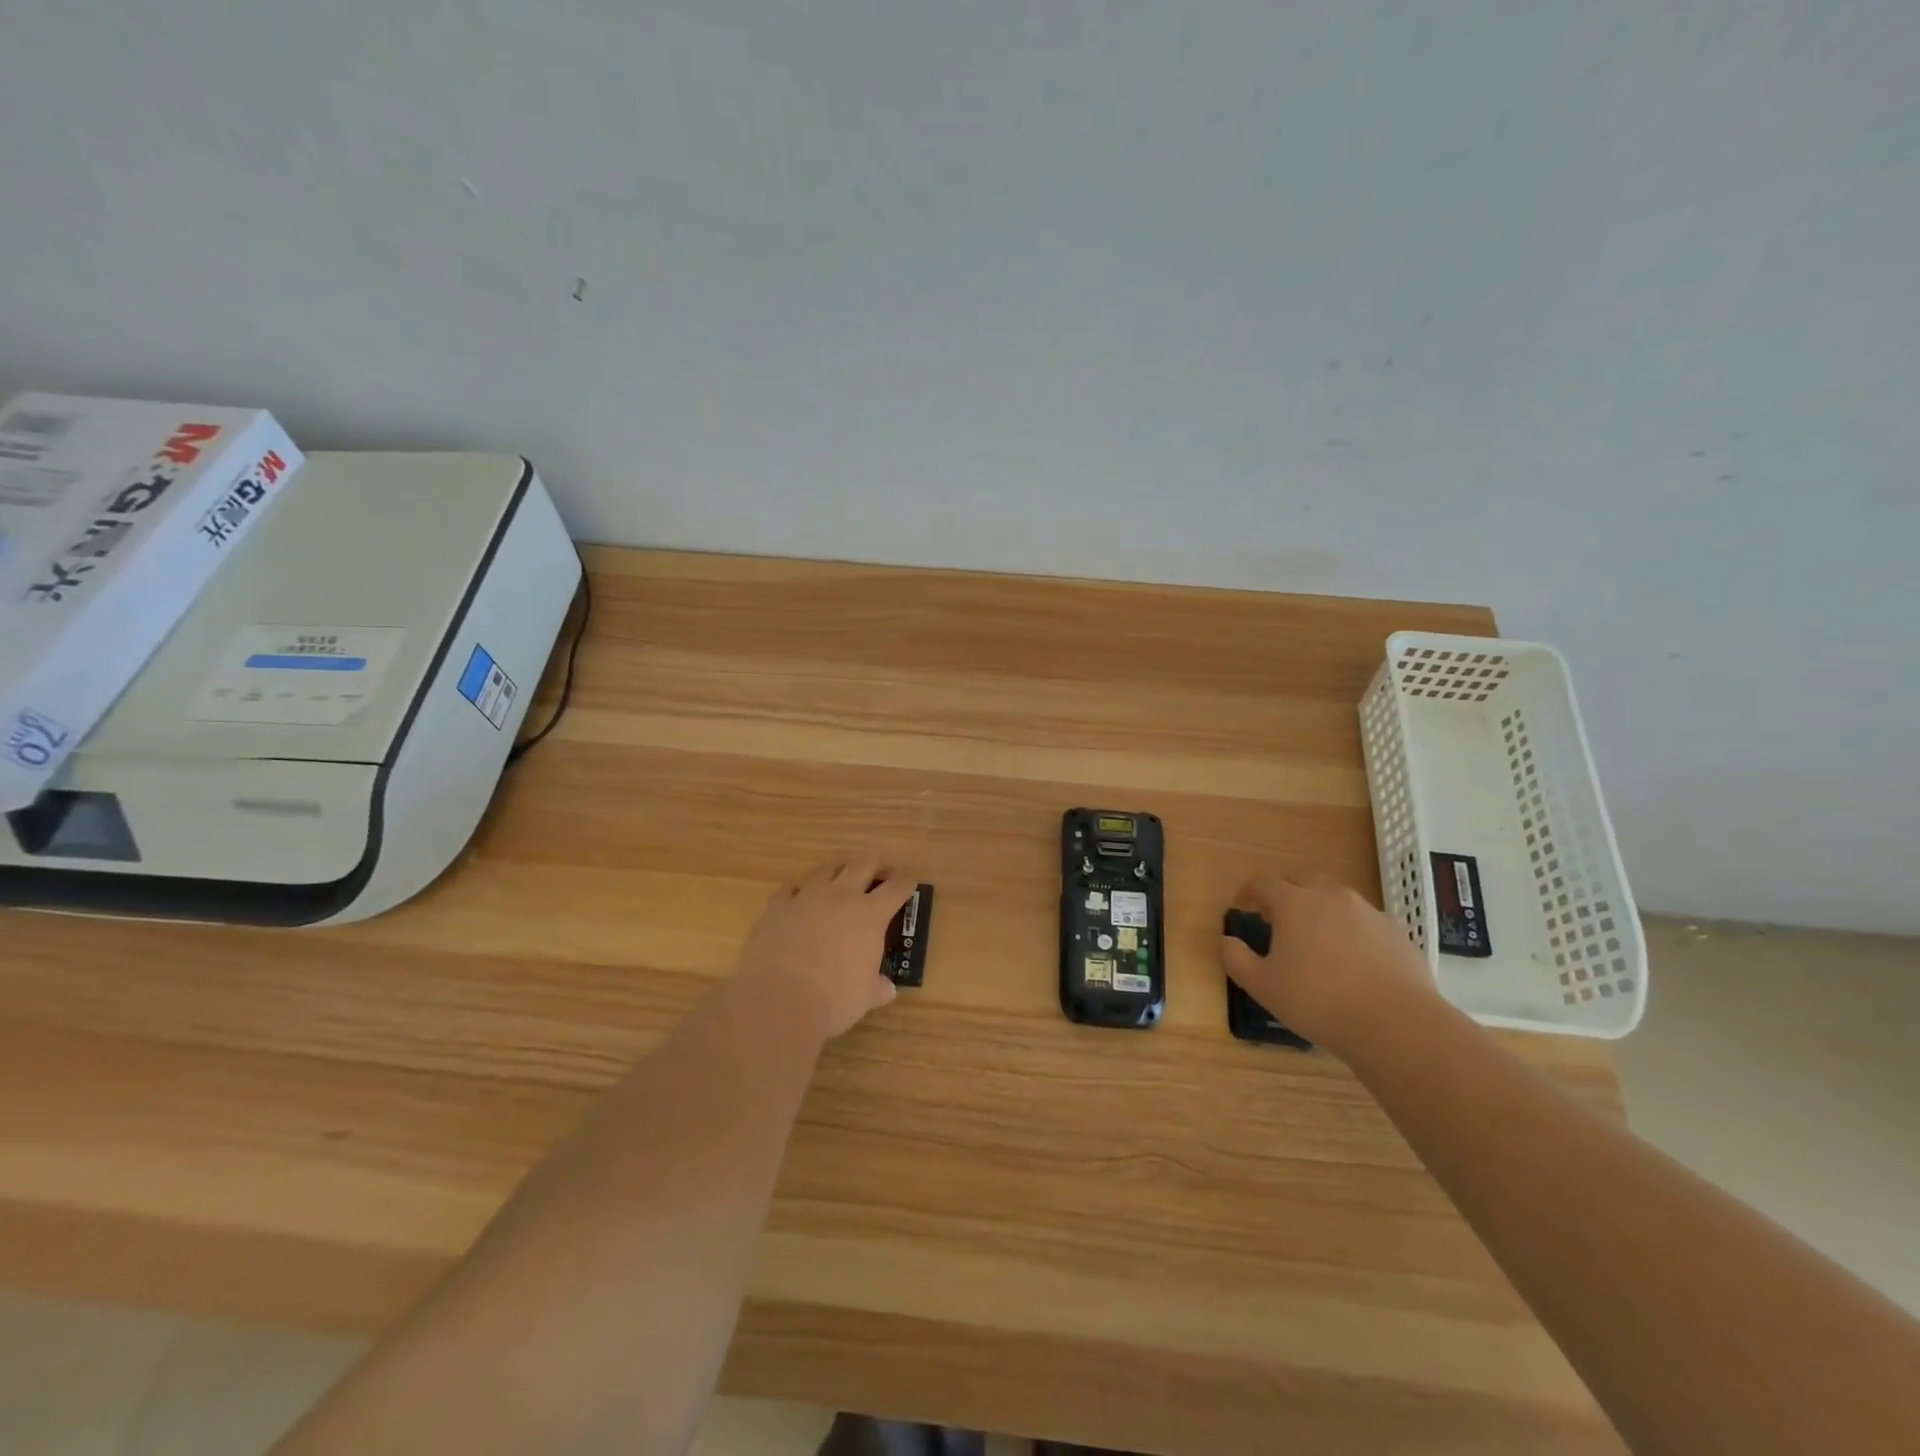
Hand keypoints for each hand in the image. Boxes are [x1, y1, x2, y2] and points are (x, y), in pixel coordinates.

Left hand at [736, 855, 915, 1039]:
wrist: (779, 999)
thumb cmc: (834, 999)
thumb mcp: (864, 997)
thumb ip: (876, 988)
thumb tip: (887, 989)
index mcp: (871, 915)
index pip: (896, 889)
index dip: (905, 884)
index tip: (909, 883)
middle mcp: (841, 896)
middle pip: (862, 865)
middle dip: (873, 864)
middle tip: (878, 868)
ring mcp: (807, 897)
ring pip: (826, 870)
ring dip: (837, 870)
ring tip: (840, 876)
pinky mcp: (777, 907)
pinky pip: (790, 890)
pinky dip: (797, 892)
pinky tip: (797, 899)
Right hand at [1219, 873, 1438, 1054]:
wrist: (1396, 1023)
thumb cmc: (1318, 1001)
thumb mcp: (1262, 986)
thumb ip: (1236, 958)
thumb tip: (1227, 941)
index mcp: (1294, 903)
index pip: (1264, 883)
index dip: (1248, 892)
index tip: (1242, 907)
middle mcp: (1331, 896)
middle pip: (1302, 878)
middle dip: (1285, 890)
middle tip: (1276, 916)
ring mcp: (1368, 912)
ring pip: (1335, 897)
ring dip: (1318, 908)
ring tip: (1314, 938)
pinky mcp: (1396, 932)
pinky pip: (1364, 920)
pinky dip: (1350, 929)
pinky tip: (1351, 959)